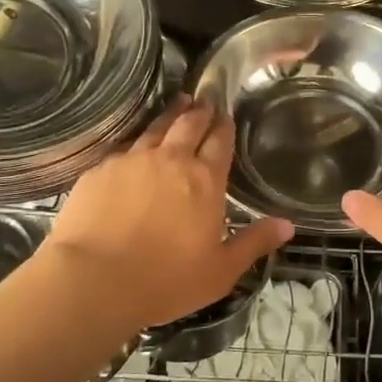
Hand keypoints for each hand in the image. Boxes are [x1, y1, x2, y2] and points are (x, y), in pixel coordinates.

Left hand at [41, 95, 293, 334]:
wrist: (93, 280)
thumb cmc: (165, 280)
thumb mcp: (220, 271)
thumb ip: (254, 243)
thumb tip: (288, 225)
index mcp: (204, 181)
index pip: (219, 142)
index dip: (224, 126)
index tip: (226, 114)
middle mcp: (170, 160)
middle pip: (189, 125)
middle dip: (200, 111)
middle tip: (205, 100)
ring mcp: (132, 161)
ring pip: (155, 128)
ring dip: (170, 114)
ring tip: (178, 103)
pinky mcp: (99, 170)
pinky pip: (123, 148)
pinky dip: (136, 141)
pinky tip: (135, 144)